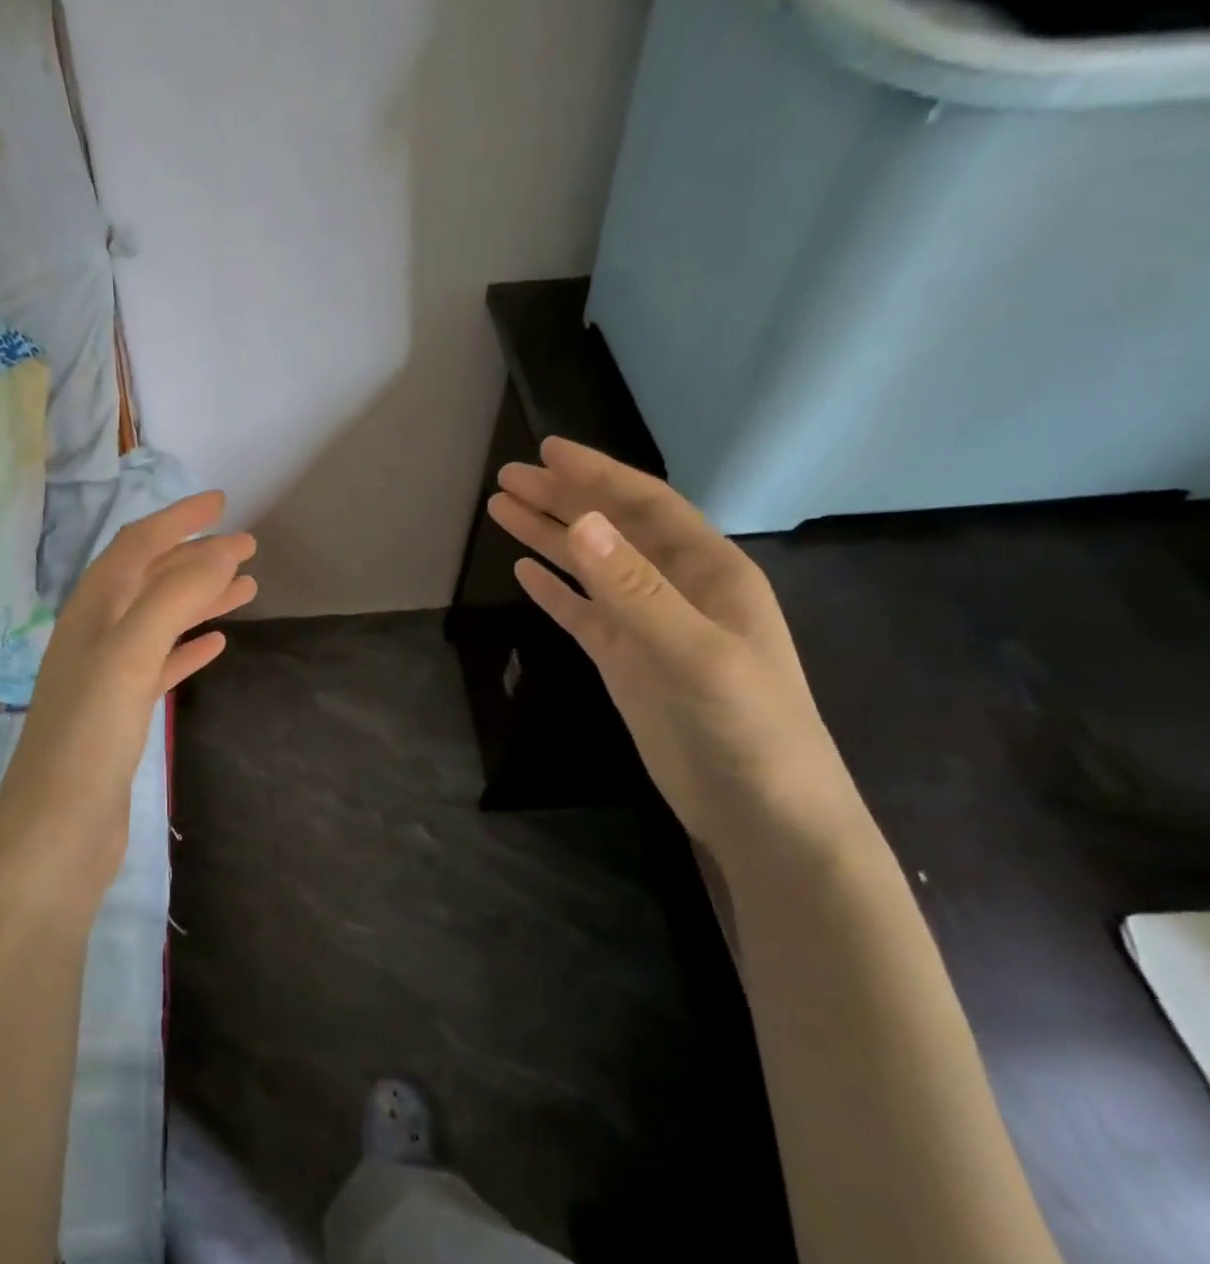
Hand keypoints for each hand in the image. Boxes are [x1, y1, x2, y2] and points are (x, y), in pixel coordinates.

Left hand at [0, 492, 255, 894]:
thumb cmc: (88, 736)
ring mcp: (108, 676)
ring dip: (200, 599)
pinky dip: (188, 648)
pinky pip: (161, 665)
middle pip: (152, 580)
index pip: (137, 545)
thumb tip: (219, 551)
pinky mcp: (121, 714)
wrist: (56, 832)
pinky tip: (216, 645)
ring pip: (161, 621)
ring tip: (247, 588)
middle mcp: (96, 635)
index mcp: (92, 611)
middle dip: (197, 558)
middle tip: (248, 547)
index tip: (223, 503)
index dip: (178, 519)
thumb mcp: (130, 654)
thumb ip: (173, 597)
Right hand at [487, 438, 870, 864]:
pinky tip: (525, 572)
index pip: (645, 506)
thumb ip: (636, 590)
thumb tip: (580, 523)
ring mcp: (648, 627)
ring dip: (549, 536)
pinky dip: (554, 590)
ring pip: (591, 567)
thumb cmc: (745, 729)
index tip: (547, 451)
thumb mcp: (694, 654)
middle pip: (610, 529)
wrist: (762, 813)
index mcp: (708, 572)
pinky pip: (583, 613)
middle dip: (561, 498)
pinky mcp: (627, 662)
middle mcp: (677, 588)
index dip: (597, 474)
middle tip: (507, 476)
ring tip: (501, 511)